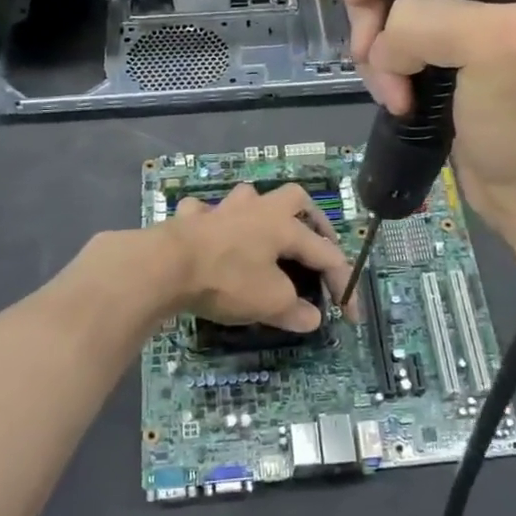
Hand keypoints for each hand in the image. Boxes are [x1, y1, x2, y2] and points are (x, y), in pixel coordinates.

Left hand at [158, 182, 351, 332]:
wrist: (165, 265)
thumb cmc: (227, 279)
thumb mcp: (269, 302)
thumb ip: (294, 310)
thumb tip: (311, 318)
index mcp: (283, 226)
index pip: (326, 254)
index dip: (343, 285)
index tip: (350, 317)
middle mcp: (256, 209)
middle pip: (294, 198)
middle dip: (310, 219)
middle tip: (314, 244)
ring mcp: (220, 210)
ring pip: (248, 198)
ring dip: (259, 214)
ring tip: (261, 236)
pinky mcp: (189, 219)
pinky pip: (205, 214)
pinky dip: (212, 224)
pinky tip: (210, 238)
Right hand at [344, 0, 515, 245]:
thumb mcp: (499, 48)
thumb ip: (429, 20)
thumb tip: (383, 42)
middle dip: (379, 10)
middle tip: (372, 56)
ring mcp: (485, 8)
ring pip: (399, 2)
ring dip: (380, 48)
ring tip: (388, 91)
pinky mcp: (462, 45)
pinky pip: (403, 35)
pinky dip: (387, 65)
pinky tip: (393, 96)